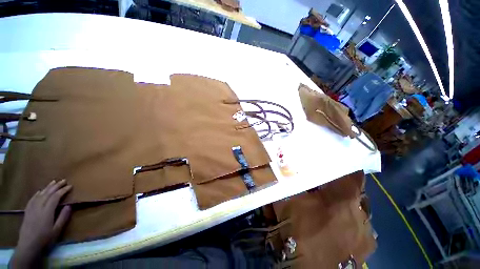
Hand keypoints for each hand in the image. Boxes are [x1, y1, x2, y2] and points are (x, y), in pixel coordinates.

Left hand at [9, 180, 71, 268]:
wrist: (30, 235)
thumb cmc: (45, 236)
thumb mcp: (56, 231)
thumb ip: (62, 218)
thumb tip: (69, 206)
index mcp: (48, 208)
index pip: (57, 195)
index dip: (63, 190)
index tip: (70, 186)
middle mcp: (41, 201)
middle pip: (50, 190)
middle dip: (57, 185)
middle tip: (63, 180)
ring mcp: (34, 200)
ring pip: (43, 190)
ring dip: (49, 186)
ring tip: (54, 181)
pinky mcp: (30, 202)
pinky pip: (37, 193)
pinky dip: (41, 190)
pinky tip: (42, 190)